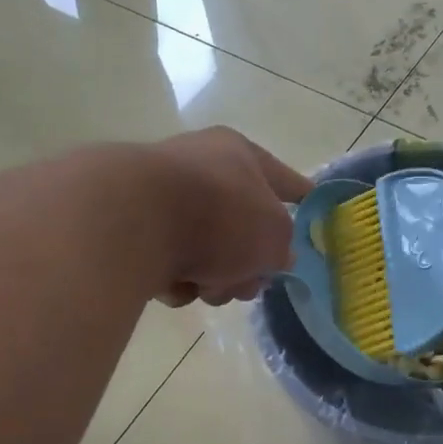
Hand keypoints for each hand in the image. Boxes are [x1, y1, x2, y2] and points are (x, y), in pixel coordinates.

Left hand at [145, 127, 311, 306]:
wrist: (134, 221)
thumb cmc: (221, 216)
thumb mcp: (274, 237)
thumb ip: (282, 247)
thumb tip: (271, 256)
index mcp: (239, 155)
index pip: (284, 179)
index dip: (302, 197)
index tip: (312, 207)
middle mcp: (199, 167)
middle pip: (241, 226)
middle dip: (248, 265)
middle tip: (248, 285)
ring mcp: (161, 197)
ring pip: (206, 251)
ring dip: (214, 278)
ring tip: (207, 288)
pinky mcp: (130, 226)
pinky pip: (169, 262)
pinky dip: (176, 279)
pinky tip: (172, 285)